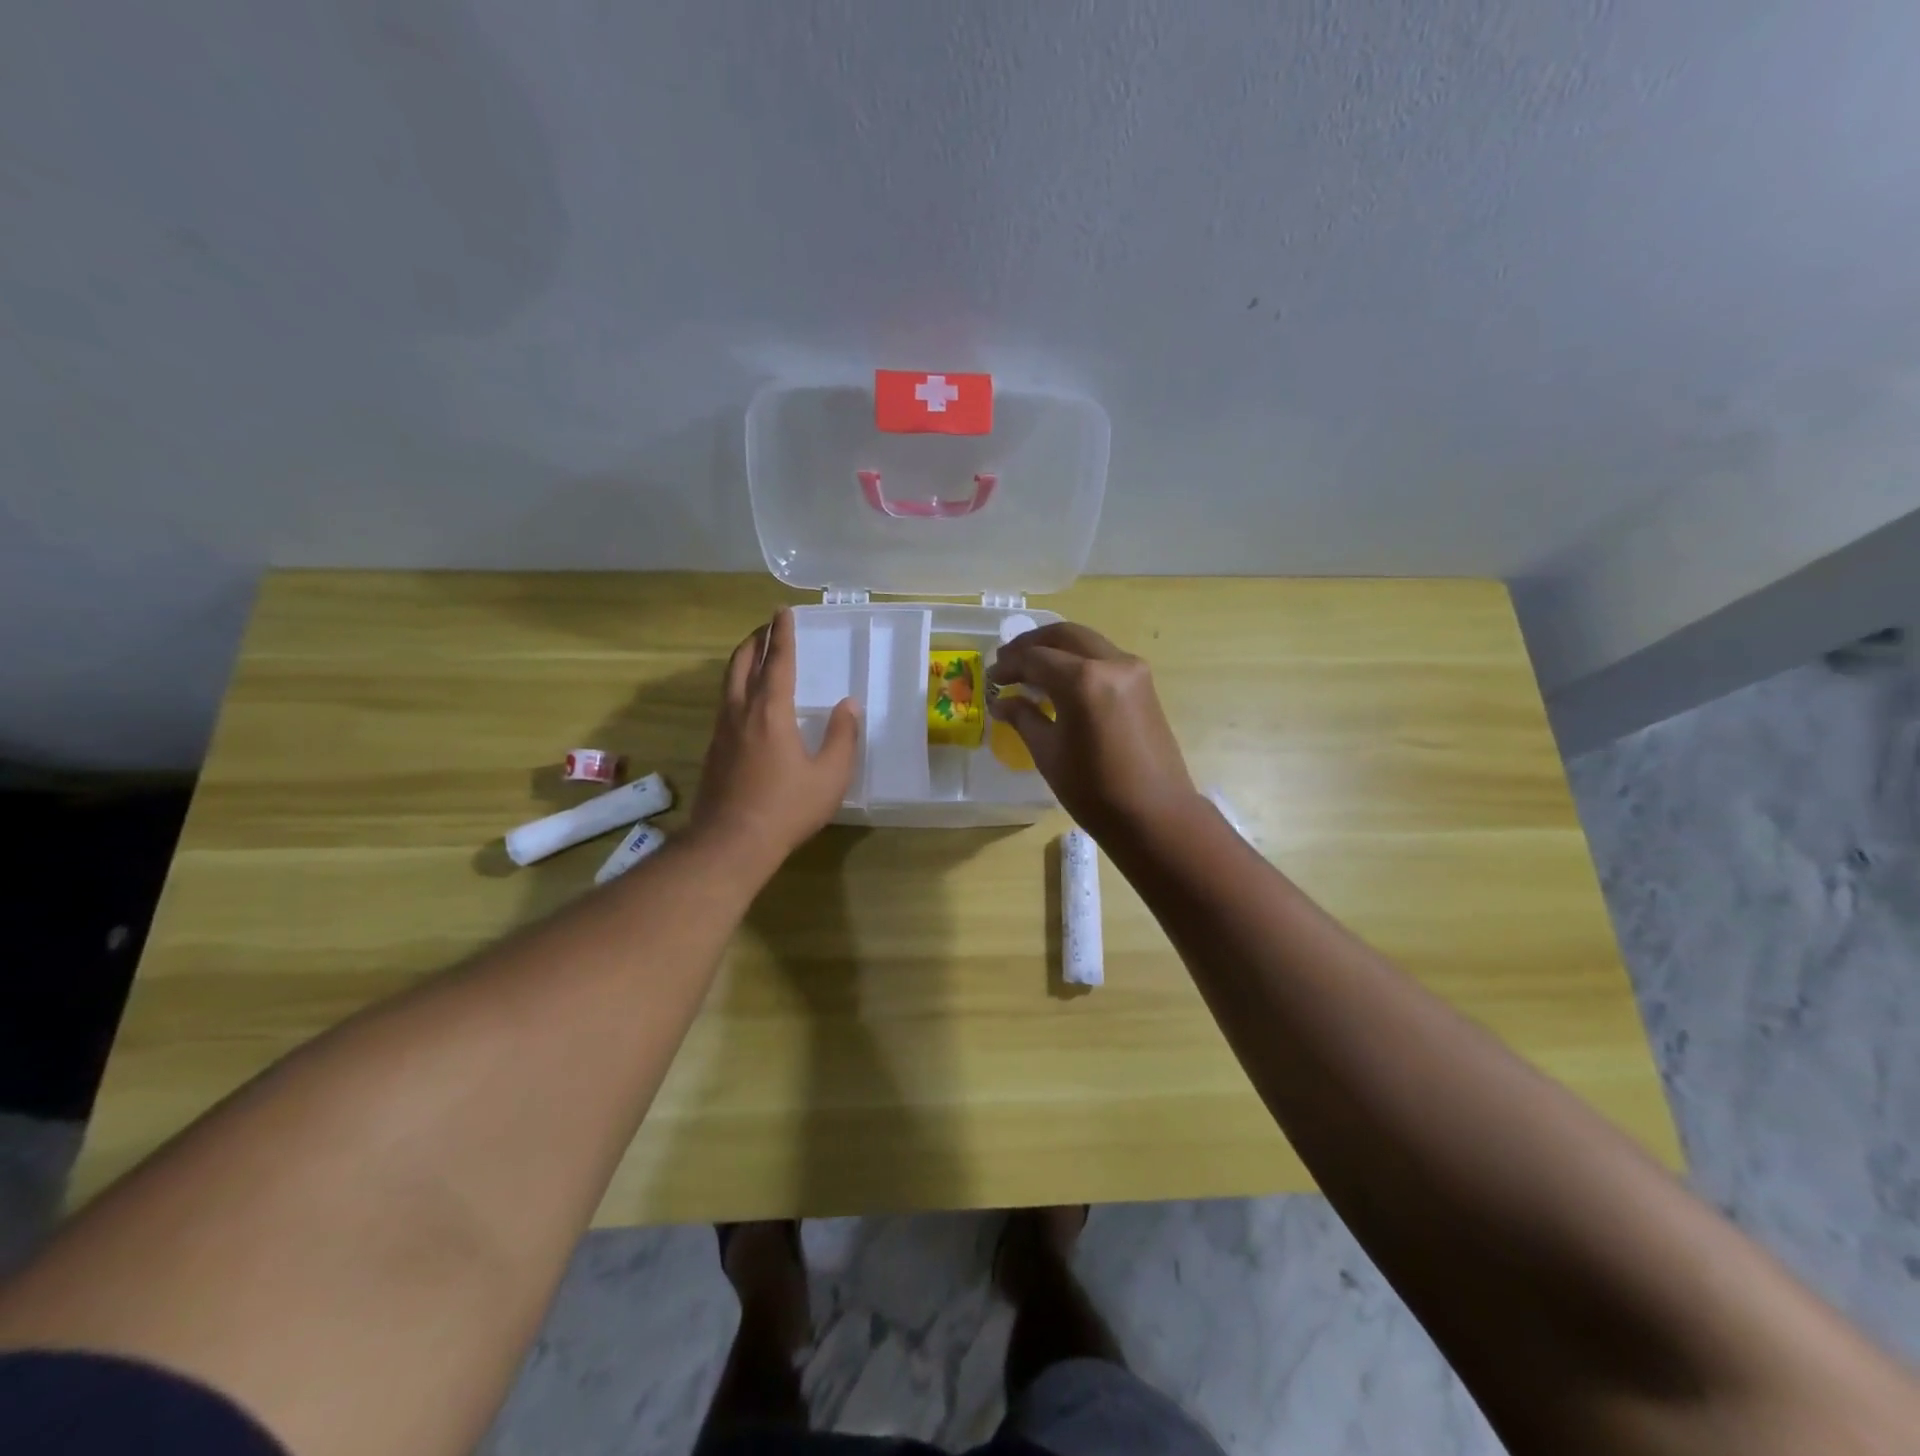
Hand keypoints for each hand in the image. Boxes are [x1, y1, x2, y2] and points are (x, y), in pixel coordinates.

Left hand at [692, 609, 859, 870]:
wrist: (731, 843)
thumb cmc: (787, 808)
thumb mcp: (830, 776)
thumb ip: (842, 737)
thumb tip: (849, 705)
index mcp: (771, 712)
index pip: (777, 662)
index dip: (782, 635)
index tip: (782, 612)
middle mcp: (741, 713)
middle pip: (742, 663)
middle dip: (755, 640)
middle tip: (767, 627)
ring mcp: (722, 731)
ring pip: (728, 683)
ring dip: (742, 662)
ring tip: (755, 655)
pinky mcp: (713, 751)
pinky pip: (725, 705)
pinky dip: (736, 688)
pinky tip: (746, 703)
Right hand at [987, 622, 1197, 842]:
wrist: (1155, 814)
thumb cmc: (1094, 790)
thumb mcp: (1048, 753)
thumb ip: (1023, 718)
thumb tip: (1001, 702)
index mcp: (1083, 681)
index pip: (1035, 658)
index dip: (1009, 666)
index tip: (991, 678)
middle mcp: (1111, 663)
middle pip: (1064, 636)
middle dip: (1031, 644)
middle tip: (1007, 661)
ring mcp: (1133, 670)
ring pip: (1086, 642)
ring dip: (1056, 649)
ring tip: (1030, 668)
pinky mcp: (1144, 683)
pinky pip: (1104, 657)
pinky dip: (1078, 660)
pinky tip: (1060, 680)